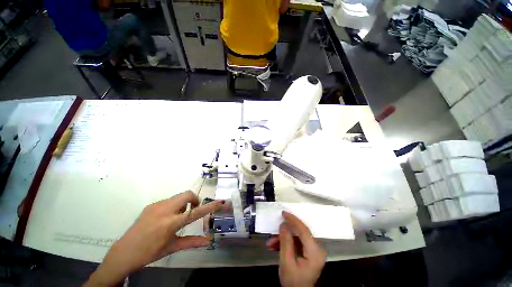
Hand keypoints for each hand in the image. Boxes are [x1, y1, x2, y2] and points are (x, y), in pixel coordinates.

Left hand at [84, 191, 224, 286]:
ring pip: (179, 196)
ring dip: (184, 203)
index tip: (220, 202)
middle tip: (192, 211)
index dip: (210, 207)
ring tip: (177, 217)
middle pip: (187, 195)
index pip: (196, 212)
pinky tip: (166, 218)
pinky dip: (174, 205)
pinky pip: (169, 200)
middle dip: (195, 199)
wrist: (124, 252)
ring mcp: (156, 206)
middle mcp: (164, 211)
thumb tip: (209, 241)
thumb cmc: (150, 253)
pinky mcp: (151, 205)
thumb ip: (192, 242)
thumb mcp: (172, 247)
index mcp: (170, 224)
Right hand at [266, 211, 326, 286]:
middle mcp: (317, 249)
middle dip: (285, 232)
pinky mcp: (308, 252)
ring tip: (271, 243)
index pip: (304, 230)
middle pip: (300, 233)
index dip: (293, 220)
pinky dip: (286, 243)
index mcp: (315, 252)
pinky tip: (275, 246)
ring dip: (283, 239)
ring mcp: (313, 250)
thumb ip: (285, 242)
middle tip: (274, 229)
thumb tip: (283, 225)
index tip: (283, 213)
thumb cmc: (293, 281)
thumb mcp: (286, 263)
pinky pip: (296, 243)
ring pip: (296, 237)